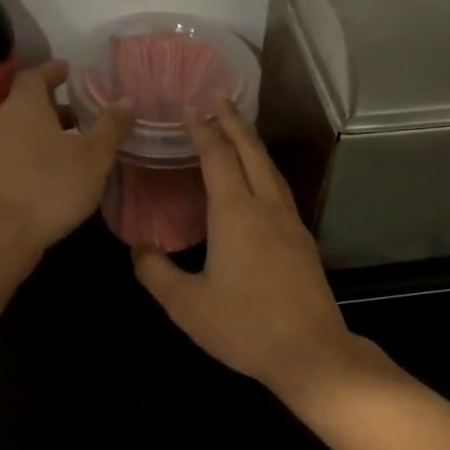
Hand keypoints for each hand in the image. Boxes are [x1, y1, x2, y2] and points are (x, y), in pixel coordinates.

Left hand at [0, 60, 130, 257]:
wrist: (0, 236)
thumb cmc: (50, 187)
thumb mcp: (93, 157)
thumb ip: (110, 126)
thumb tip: (127, 99)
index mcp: (24, 107)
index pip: (34, 76)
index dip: (52, 71)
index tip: (68, 69)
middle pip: (26, 105)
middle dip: (53, 107)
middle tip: (80, 113)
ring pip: (18, 132)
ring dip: (42, 134)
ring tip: (71, 146)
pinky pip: (11, 156)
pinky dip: (31, 155)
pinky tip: (51, 174)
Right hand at [133, 102, 367, 396]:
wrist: (309, 351)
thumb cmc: (243, 326)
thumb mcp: (186, 305)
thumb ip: (156, 272)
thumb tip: (139, 249)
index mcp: (236, 213)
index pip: (217, 157)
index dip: (202, 129)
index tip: (189, 107)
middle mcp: (266, 207)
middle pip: (251, 151)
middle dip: (233, 121)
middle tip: (218, 98)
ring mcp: (290, 223)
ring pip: (271, 169)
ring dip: (252, 143)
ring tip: (238, 130)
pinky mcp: (303, 241)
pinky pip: (280, 190)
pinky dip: (265, 170)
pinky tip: (259, 181)